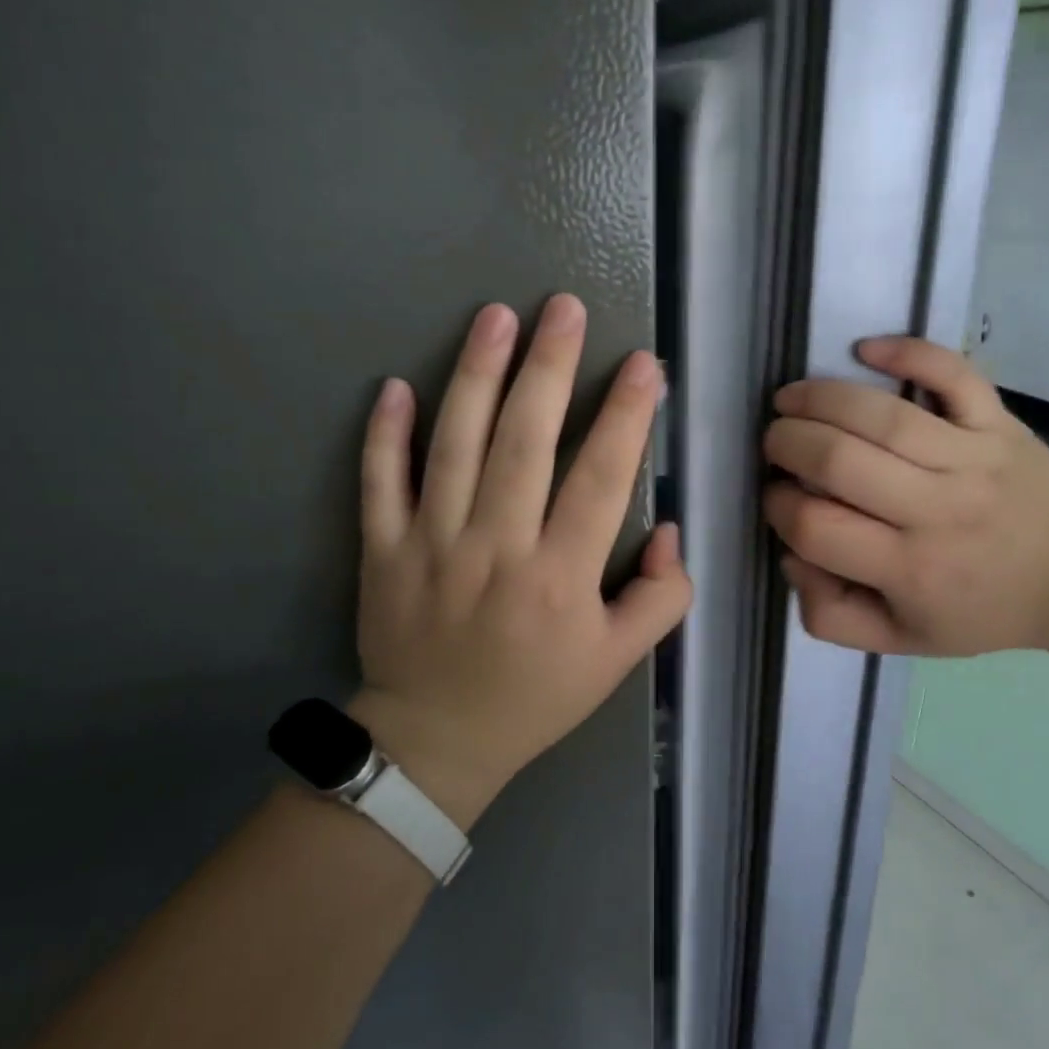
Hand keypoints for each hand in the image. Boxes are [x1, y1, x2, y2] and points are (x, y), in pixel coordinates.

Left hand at [350, 294, 690, 827]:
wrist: (437, 741)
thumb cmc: (536, 696)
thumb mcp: (618, 662)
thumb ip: (661, 598)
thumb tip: (667, 527)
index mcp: (560, 578)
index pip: (600, 480)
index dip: (626, 417)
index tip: (644, 364)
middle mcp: (496, 549)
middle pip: (525, 443)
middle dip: (550, 368)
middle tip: (565, 307)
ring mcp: (431, 545)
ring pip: (455, 446)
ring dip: (476, 375)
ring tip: (496, 316)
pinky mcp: (382, 551)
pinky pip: (380, 483)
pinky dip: (385, 434)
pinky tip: (396, 385)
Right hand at [762, 337, 1048, 656]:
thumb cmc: (980, 611)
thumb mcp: (900, 640)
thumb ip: (829, 614)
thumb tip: (791, 554)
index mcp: (909, 570)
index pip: (816, 528)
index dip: (779, 507)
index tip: (778, 498)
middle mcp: (938, 511)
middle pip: (838, 461)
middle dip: (787, 444)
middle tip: (774, 443)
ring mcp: (973, 458)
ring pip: (883, 416)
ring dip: (819, 398)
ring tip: (788, 400)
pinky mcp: (998, 422)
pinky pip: (952, 375)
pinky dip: (907, 352)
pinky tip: (864, 349)